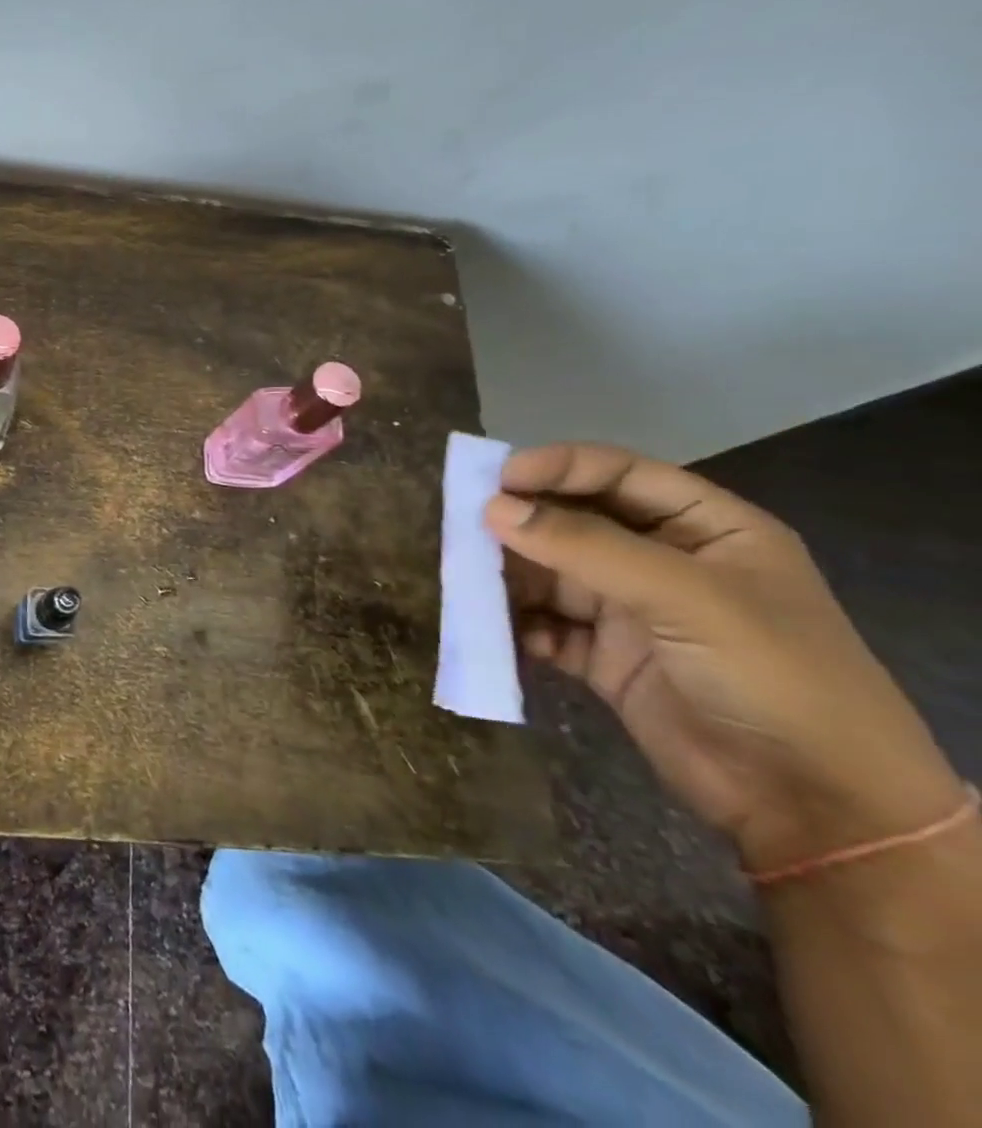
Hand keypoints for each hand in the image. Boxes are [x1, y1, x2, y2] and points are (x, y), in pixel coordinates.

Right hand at [485, 443, 962, 874]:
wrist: (814, 807)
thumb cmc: (772, 677)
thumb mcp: (685, 597)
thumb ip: (585, 547)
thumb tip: (492, 508)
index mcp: (707, 528)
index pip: (619, 474)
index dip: (557, 468)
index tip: (494, 479)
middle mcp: (664, 561)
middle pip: (575, 522)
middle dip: (520, 523)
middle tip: (460, 525)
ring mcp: (632, 611)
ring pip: (551, 574)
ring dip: (509, 576)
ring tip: (464, 579)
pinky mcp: (605, 657)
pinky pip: (545, 625)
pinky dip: (518, 626)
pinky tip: (499, 633)